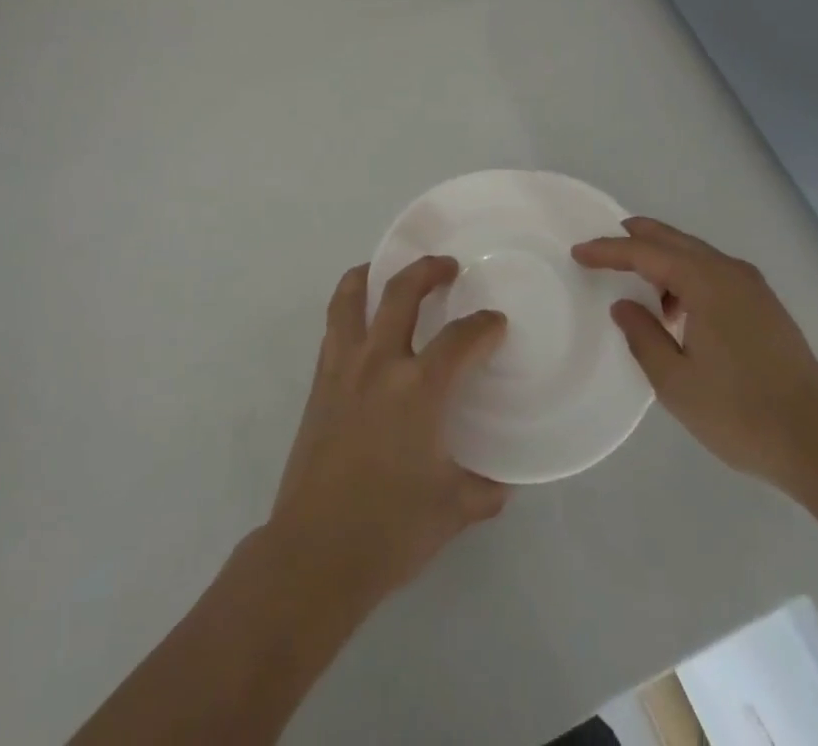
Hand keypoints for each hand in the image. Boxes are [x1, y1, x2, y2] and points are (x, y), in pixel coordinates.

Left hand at [267, 257, 509, 606]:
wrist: (315, 551)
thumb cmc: (390, 529)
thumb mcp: (453, 510)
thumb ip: (483, 488)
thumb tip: (502, 480)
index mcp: (420, 388)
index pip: (461, 339)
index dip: (484, 325)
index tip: (495, 322)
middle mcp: (380, 363)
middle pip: (402, 292)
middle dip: (428, 271)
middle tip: (447, 266)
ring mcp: (343, 368)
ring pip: (351, 298)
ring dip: (371, 275)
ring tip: (384, 270)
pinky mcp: (319, 382)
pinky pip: (333, 327)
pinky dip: (347, 308)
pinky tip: (359, 322)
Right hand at [574, 217, 817, 494]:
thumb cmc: (741, 414)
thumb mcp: (675, 381)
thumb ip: (643, 336)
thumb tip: (625, 305)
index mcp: (706, 282)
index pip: (645, 252)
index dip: (608, 250)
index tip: (578, 252)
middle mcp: (731, 272)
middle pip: (673, 240)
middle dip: (635, 238)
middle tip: (603, 246)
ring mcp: (754, 288)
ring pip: (696, 254)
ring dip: (663, 259)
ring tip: (638, 284)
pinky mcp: (767, 307)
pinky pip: (715, 273)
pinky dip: (687, 276)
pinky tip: (679, 311)